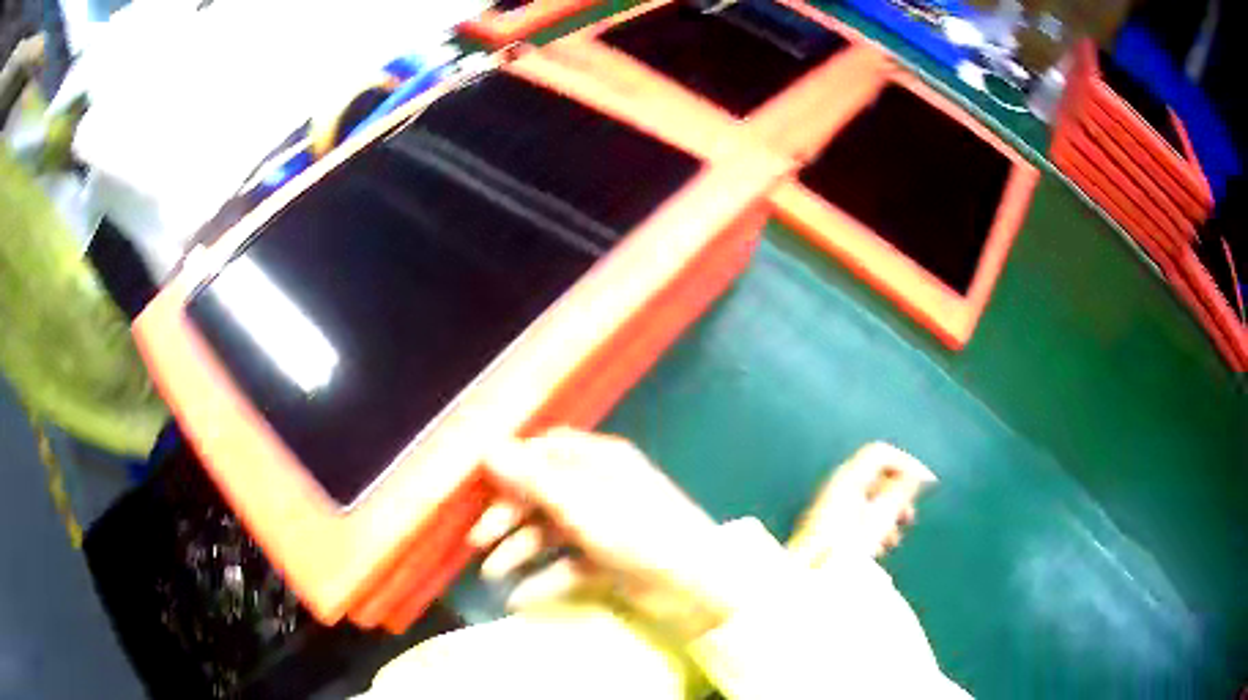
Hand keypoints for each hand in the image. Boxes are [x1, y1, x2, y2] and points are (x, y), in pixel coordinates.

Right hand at [468, 428, 730, 638]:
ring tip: (491, 574)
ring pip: (550, 532)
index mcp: (598, 461)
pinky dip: (544, 579)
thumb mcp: (581, 505)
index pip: (544, 451)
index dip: (511, 467)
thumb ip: (532, 479)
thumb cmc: (638, 534)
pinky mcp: (608, 561)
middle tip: (478, 540)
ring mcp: (604, 526)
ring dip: (519, 550)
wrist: (696, 585)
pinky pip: (567, 565)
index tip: (480, 490)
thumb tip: (487, 448)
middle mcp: (599, 488)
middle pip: (541, 494)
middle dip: (507, 515)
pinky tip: (520, 598)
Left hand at [787, 442, 936, 566]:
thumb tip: (918, 475)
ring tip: (893, 540)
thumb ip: (899, 493)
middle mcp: (836, 487)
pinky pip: (858, 517)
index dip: (906, 463)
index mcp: (847, 478)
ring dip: (887, 516)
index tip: (925, 484)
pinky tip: (877, 550)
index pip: (881, 453)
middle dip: (898, 496)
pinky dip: (873, 528)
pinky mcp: (827, 527)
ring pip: (869, 500)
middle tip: (909, 518)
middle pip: (876, 477)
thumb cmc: (841, 548)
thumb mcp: (878, 520)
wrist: (805, 577)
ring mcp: (830, 506)